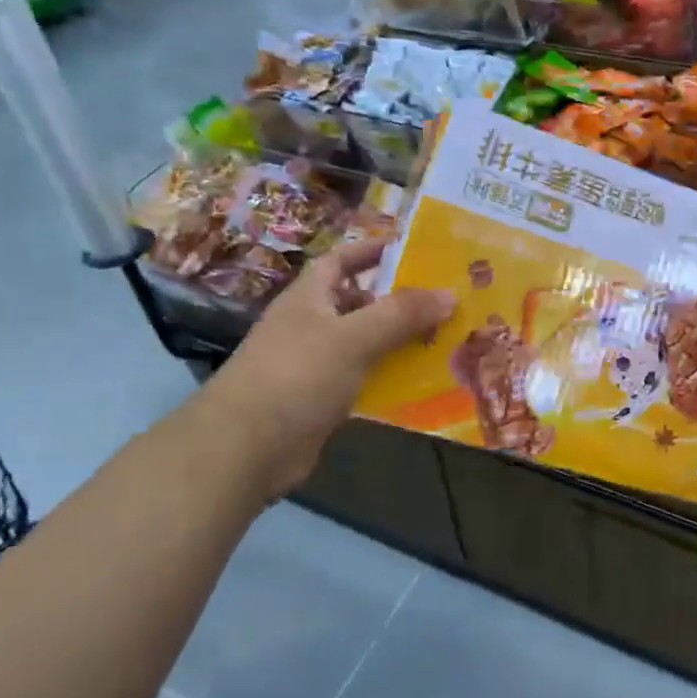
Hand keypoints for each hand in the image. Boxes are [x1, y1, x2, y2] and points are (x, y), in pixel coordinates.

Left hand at [211, 239, 454, 496]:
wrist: (245, 448)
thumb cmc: (296, 375)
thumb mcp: (353, 337)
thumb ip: (401, 314)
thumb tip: (450, 294)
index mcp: (309, 297)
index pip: (341, 260)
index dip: (372, 251)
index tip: (413, 249)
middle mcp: (311, 325)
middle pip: (359, 303)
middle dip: (398, 300)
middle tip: (445, 300)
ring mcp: (316, 364)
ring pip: (366, 343)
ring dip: (400, 342)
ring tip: (446, 339)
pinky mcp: (323, 400)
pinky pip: (364, 379)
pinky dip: (390, 378)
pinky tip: (423, 384)